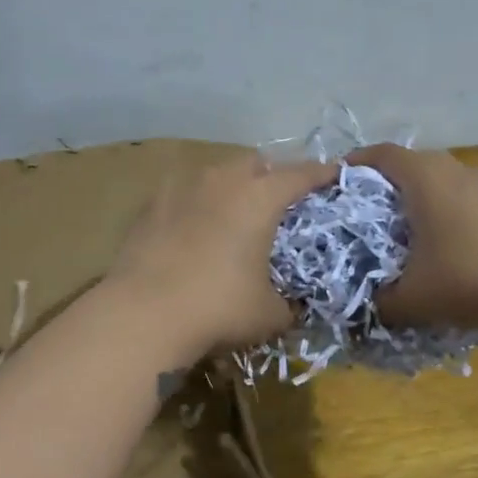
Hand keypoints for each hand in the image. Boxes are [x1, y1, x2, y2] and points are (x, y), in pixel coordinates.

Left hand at [107, 154, 337, 351]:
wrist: (143, 314)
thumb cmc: (218, 308)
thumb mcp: (269, 315)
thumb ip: (289, 304)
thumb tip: (291, 307)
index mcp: (260, 198)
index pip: (300, 174)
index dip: (321, 174)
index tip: (334, 174)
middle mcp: (222, 181)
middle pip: (254, 163)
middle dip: (271, 175)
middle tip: (278, 201)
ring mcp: (181, 189)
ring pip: (215, 173)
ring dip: (231, 186)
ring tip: (233, 213)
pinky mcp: (150, 206)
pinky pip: (182, 193)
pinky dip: (195, 204)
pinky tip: (193, 228)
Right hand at [345, 144, 477, 333]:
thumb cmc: (473, 280)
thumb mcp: (413, 300)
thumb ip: (379, 302)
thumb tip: (364, 306)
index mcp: (425, 179)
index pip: (380, 154)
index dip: (355, 165)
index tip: (337, 184)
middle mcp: (456, 170)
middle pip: (412, 165)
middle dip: (386, 185)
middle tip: (367, 215)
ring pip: (443, 182)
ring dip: (422, 200)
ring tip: (407, 233)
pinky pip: (468, 199)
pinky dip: (450, 213)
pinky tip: (452, 248)